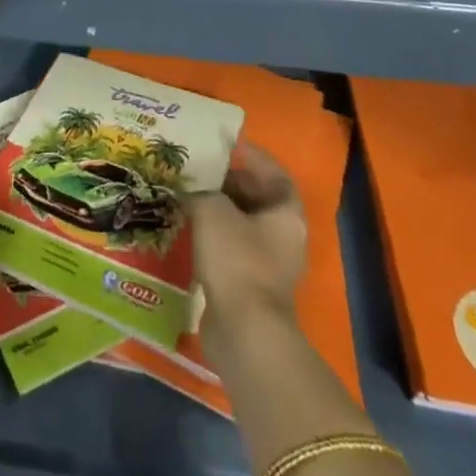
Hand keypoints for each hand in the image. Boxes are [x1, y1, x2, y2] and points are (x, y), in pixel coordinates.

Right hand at [190, 142, 307, 330]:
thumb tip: (191, 190)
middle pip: (259, 199)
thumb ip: (201, 191)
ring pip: (244, 224)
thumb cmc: (236, 259)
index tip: (227, 145)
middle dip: (230, 182)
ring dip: (220, 209)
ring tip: (188, 194)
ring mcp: (270, 264)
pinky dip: (215, 235)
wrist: (244, 330)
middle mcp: (285, 236)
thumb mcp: (212, 210)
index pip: (274, 174)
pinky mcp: (251, 285)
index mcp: (286, 214)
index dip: (253, 157)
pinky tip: (189, 228)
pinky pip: (233, 248)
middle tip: (200, 169)